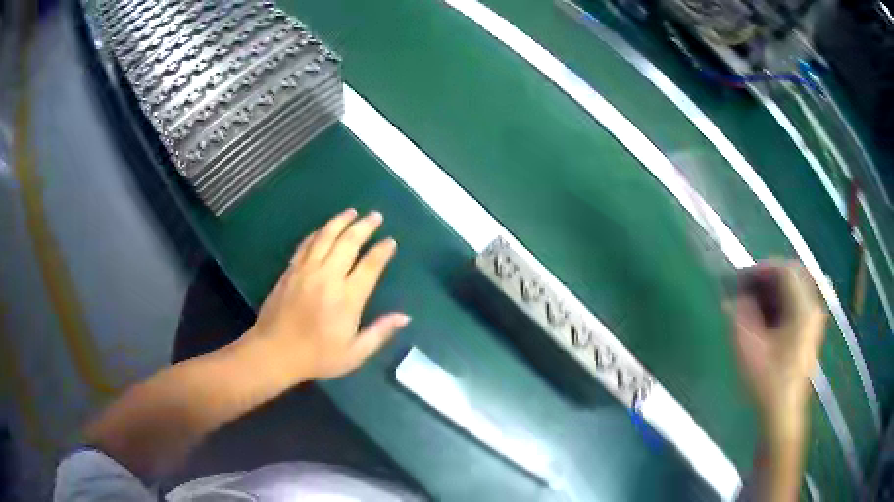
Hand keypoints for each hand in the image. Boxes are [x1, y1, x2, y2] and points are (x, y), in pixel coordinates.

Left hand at [243, 208, 409, 382]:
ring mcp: (306, 271)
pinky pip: (306, 244)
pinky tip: (324, 228)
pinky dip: (318, 233)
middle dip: (364, 226)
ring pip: (326, 237)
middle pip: (348, 243)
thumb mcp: (354, 353)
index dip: (382, 251)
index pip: (370, 266)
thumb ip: (380, 333)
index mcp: (347, 298)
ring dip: (341, 221)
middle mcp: (328, 277)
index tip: (391, 241)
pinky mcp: (290, 271)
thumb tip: (405, 316)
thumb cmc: (316, 356)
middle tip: (375, 215)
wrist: (274, 353)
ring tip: (352, 211)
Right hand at [731, 261, 825, 444]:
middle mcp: (813, 308)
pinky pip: (799, 303)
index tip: (743, 278)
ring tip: (756, 303)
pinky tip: (768, 317)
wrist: (782, 412)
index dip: (763, 268)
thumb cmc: (767, 380)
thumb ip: (740, 314)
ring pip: (798, 288)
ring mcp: (815, 320)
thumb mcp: (748, 347)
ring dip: (776, 289)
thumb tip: (734, 296)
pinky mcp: (812, 331)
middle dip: (770, 277)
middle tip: (750, 287)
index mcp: (802, 309)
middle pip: (795, 275)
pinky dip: (784, 302)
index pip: (786, 270)